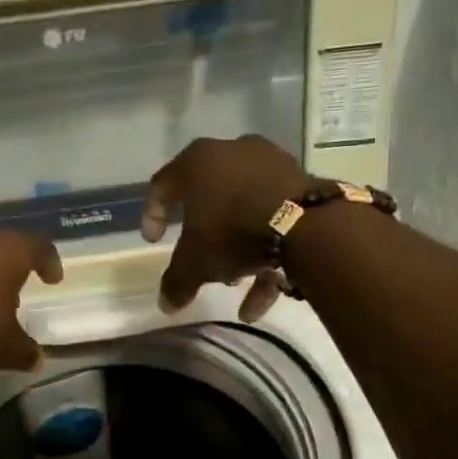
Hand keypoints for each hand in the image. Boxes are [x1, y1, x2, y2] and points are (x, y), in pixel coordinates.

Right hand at [142, 135, 310, 319]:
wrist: (305, 224)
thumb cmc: (232, 232)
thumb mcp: (195, 263)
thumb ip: (177, 282)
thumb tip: (166, 304)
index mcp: (197, 162)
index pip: (163, 186)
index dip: (152, 215)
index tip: (153, 242)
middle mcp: (232, 153)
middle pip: (208, 196)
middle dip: (203, 232)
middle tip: (198, 258)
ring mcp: (270, 164)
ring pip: (243, 209)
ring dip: (236, 246)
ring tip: (234, 280)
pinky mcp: (300, 183)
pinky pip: (274, 218)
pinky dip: (267, 253)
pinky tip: (265, 295)